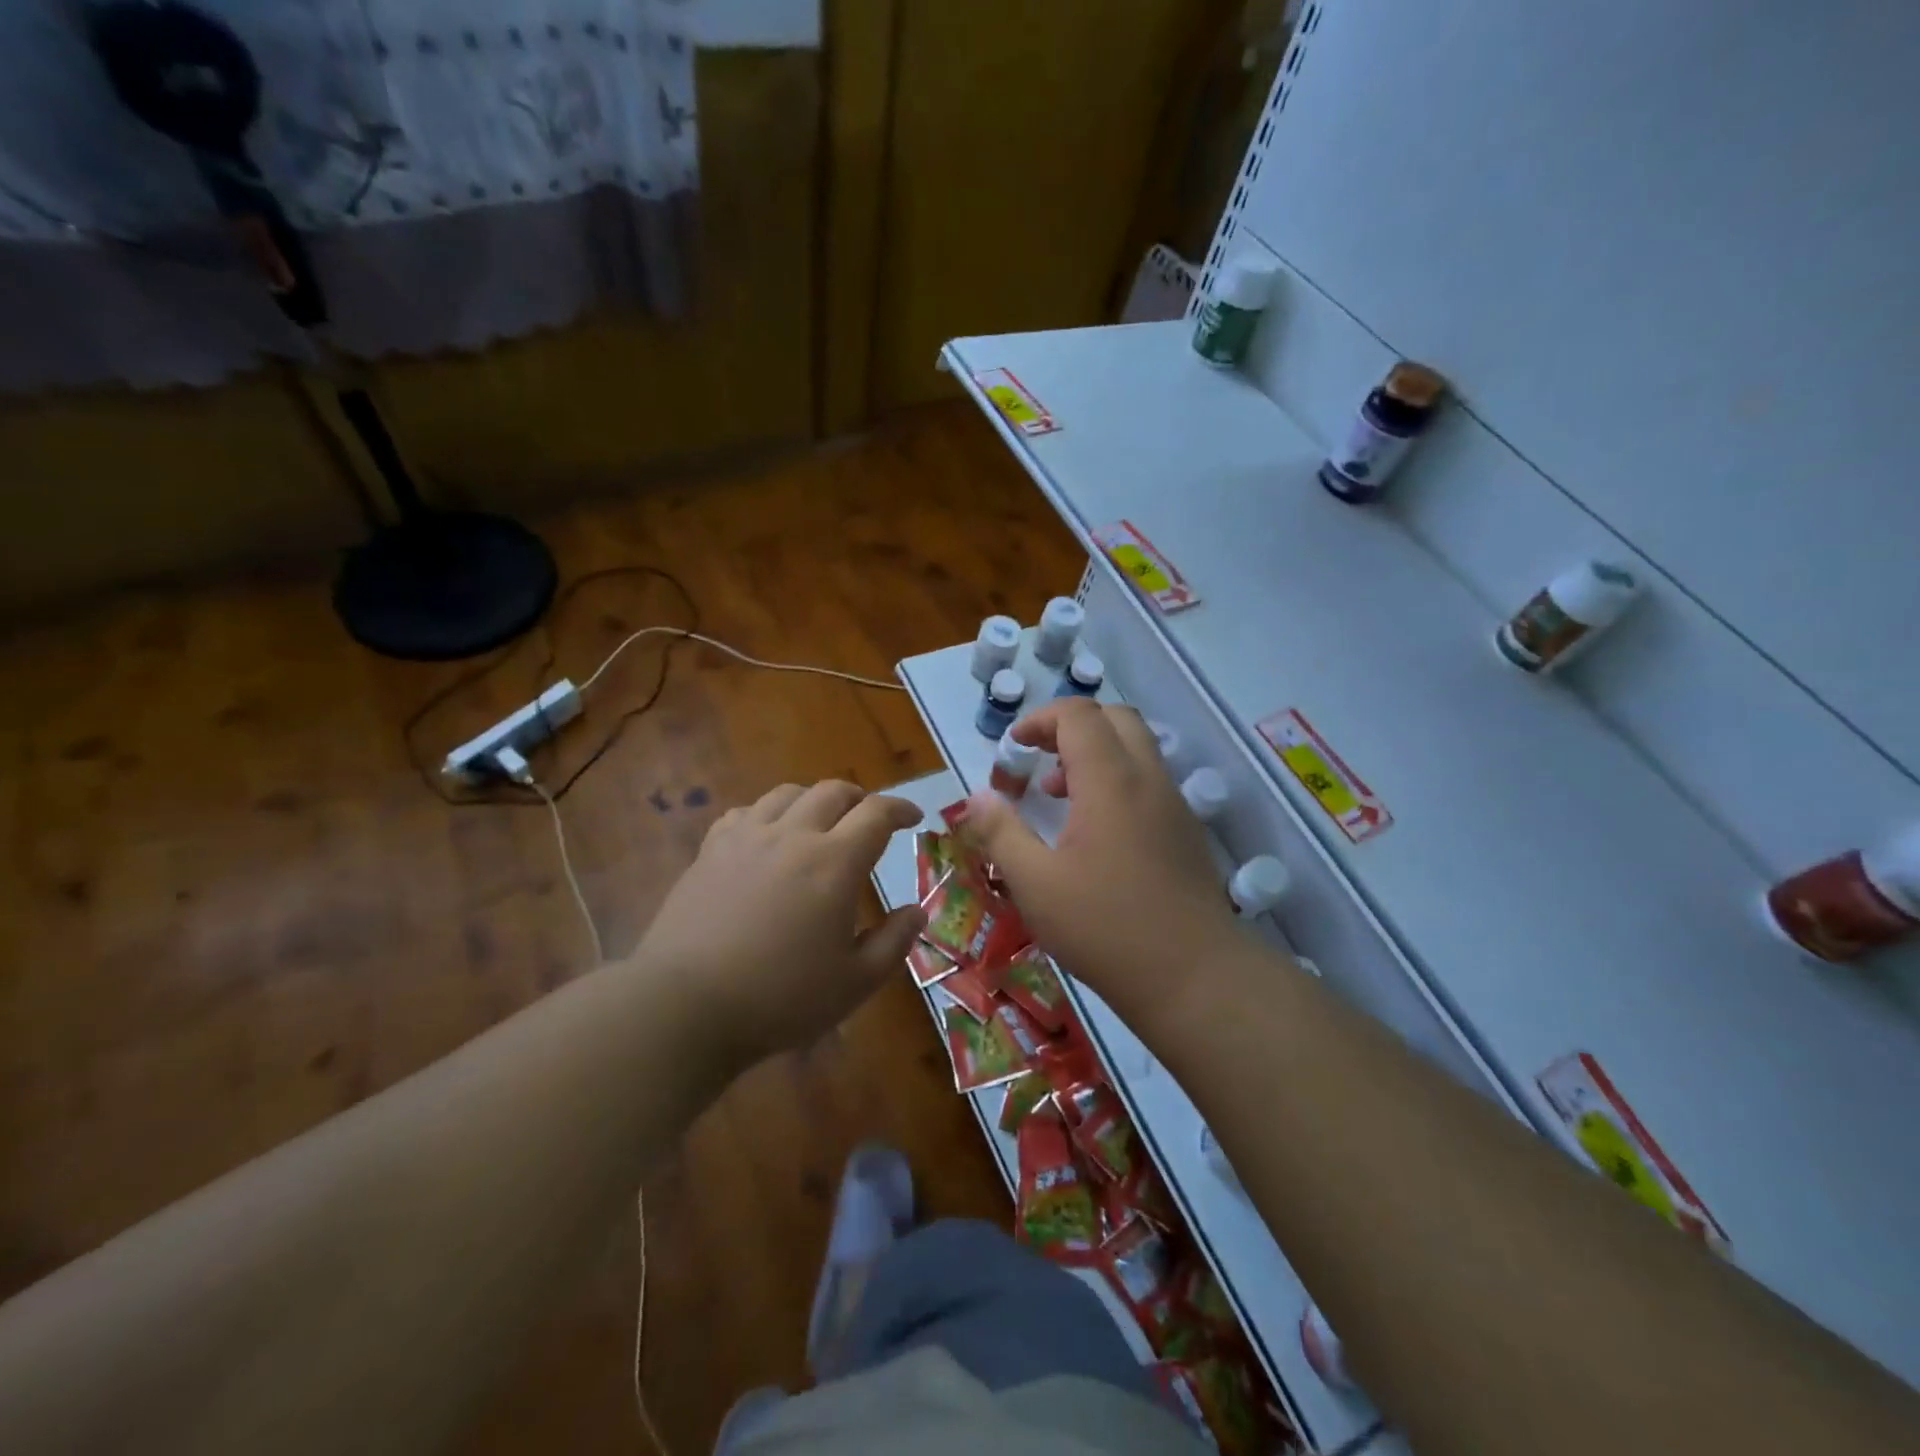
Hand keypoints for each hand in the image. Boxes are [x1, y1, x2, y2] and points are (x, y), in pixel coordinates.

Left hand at [634, 781, 925, 1064]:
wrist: (685, 1005)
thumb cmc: (779, 998)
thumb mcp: (854, 983)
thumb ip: (893, 943)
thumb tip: (917, 912)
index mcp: (834, 863)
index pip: (876, 814)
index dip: (900, 809)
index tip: (913, 817)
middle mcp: (793, 836)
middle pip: (832, 792)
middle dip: (859, 798)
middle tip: (869, 818)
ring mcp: (746, 838)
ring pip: (787, 794)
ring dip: (814, 799)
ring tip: (820, 821)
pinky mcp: (710, 851)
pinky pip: (744, 812)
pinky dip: (767, 814)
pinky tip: (766, 836)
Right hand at [959, 699, 1240, 1018]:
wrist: (1195, 977)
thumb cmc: (1105, 928)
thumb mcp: (1035, 884)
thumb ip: (1001, 833)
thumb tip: (978, 797)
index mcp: (1111, 781)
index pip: (1078, 715)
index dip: (1040, 720)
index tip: (1014, 749)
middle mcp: (1148, 780)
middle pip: (1115, 719)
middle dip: (1071, 728)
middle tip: (1039, 762)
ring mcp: (1173, 804)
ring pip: (1136, 749)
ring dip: (1095, 755)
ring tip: (1059, 798)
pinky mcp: (1185, 831)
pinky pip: (1149, 781)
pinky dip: (1116, 781)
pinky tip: (1094, 834)